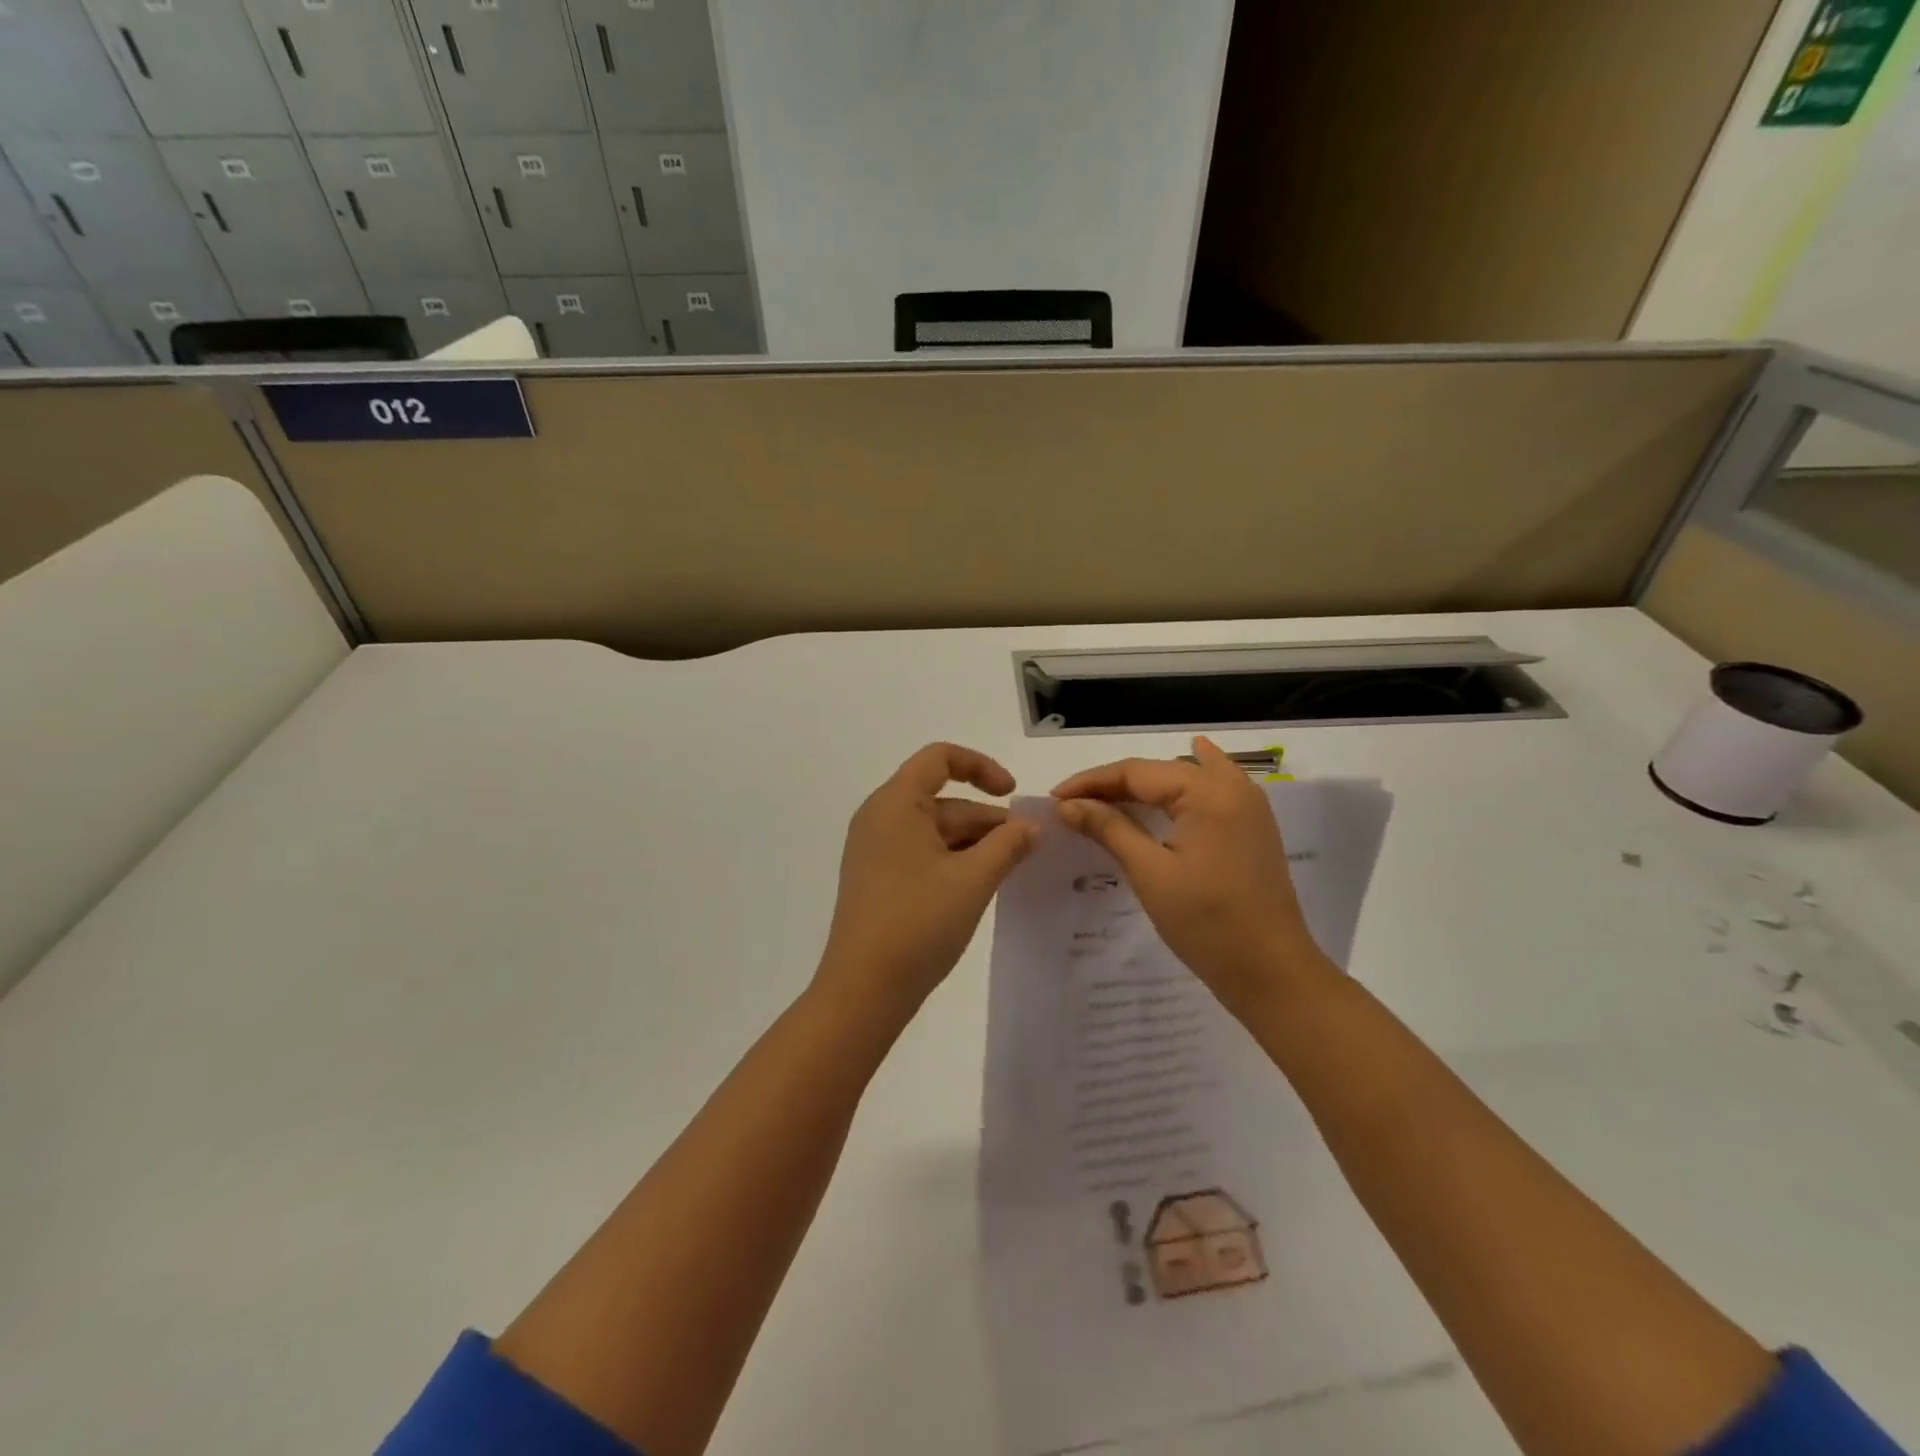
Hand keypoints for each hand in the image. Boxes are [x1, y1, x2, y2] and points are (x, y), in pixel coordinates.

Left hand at [817, 743, 1037, 1021]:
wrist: (863, 990)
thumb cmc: (918, 922)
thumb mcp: (973, 879)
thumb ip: (1008, 844)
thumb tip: (1031, 826)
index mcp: (895, 803)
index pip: (939, 758)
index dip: (981, 767)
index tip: (1012, 794)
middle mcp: (880, 818)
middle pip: (942, 799)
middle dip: (986, 818)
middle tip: (1028, 847)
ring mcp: (875, 851)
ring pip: (934, 830)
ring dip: (974, 843)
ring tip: (1012, 868)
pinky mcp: (877, 880)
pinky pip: (921, 854)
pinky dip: (953, 861)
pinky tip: (980, 885)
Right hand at [1051, 736, 1332, 1017]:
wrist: (1271, 973)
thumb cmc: (1207, 923)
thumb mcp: (1150, 873)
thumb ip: (1109, 829)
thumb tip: (1067, 804)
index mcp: (1207, 792)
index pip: (1136, 772)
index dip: (1091, 782)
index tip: (1054, 798)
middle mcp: (1232, 787)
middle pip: (1160, 771)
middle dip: (1114, 784)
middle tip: (1073, 804)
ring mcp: (1248, 807)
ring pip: (1187, 777)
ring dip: (1147, 784)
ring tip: (1108, 793)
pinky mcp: (1253, 828)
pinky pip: (1216, 788)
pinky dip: (1194, 777)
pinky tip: (1195, 756)